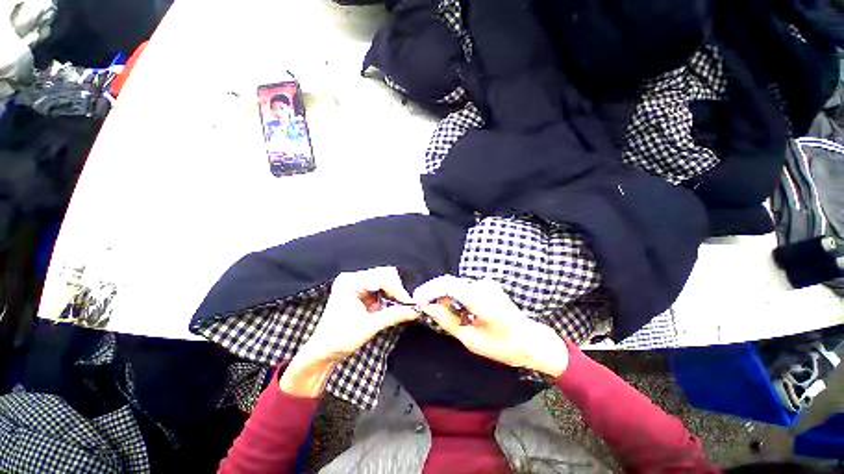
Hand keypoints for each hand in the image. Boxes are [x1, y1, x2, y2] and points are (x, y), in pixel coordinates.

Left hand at [281, 267, 419, 396]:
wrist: (322, 353)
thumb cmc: (340, 339)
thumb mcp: (369, 326)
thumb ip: (394, 315)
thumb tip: (415, 311)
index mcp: (350, 282)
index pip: (381, 278)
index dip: (397, 290)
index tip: (410, 303)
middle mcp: (352, 279)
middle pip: (383, 277)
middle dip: (396, 291)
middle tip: (407, 304)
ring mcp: (355, 285)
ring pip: (382, 282)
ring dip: (392, 294)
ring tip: (400, 306)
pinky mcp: (358, 292)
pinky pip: (378, 290)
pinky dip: (386, 298)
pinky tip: (390, 307)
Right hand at [414, 276, 568, 377]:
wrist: (532, 340)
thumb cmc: (504, 346)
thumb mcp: (472, 341)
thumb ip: (448, 322)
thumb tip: (429, 308)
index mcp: (482, 300)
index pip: (449, 285)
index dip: (430, 290)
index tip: (417, 300)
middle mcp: (484, 286)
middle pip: (451, 284)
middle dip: (436, 294)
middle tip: (427, 310)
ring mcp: (487, 284)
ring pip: (457, 286)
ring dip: (446, 297)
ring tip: (442, 314)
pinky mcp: (488, 285)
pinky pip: (465, 288)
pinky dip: (456, 297)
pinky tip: (457, 311)